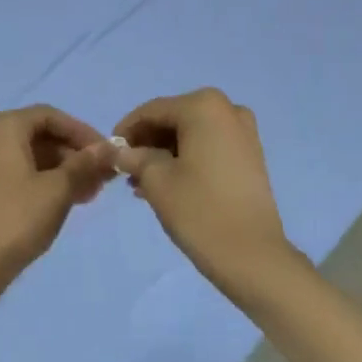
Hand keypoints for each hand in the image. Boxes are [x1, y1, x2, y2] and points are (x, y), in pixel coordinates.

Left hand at [0, 105, 114, 289]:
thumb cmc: (16, 219)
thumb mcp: (57, 190)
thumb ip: (84, 164)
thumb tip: (109, 148)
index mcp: (4, 127)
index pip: (50, 116)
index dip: (82, 132)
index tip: (107, 154)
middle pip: (39, 134)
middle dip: (73, 154)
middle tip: (101, 178)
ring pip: (29, 155)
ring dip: (61, 170)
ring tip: (89, 194)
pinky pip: (16, 172)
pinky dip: (42, 180)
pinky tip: (64, 201)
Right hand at [114, 89, 297, 294]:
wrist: (252, 255)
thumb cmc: (200, 210)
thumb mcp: (156, 180)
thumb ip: (133, 157)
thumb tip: (117, 151)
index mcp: (203, 106)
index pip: (152, 111)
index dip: (126, 130)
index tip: (108, 152)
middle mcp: (227, 109)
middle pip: (174, 119)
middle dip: (147, 143)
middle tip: (125, 169)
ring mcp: (243, 132)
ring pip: (191, 134)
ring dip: (164, 154)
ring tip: (141, 183)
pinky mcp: (251, 155)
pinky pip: (209, 147)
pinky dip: (186, 159)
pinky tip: (166, 184)